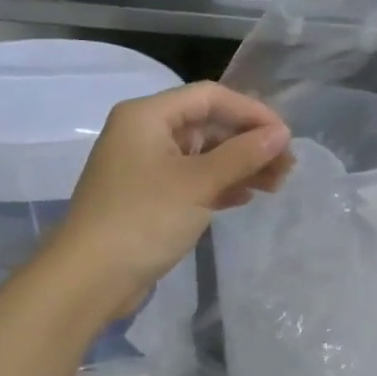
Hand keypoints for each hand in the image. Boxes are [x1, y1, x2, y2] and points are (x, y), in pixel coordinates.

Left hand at [52, 82, 291, 316]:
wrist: (90, 278)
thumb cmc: (143, 219)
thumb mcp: (199, 183)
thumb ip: (243, 154)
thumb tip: (282, 134)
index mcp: (148, 116)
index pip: (210, 97)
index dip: (251, 111)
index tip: (285, 136)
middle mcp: (146, 133)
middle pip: (209, 125)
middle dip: (250, 143)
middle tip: (287, 166)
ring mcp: (147, 167)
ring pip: (206, 154)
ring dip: (242, 165)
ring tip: (276, 185)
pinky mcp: (151, 197)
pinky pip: (195, 179)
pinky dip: (222, 184)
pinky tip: (246, 197)